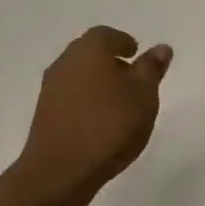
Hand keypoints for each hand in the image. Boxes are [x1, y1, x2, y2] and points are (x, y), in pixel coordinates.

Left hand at [12, 26, 172, 205]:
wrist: (60, 170)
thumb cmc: (109, 125)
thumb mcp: (143, 96)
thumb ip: (151, 69)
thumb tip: (161, 48)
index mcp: (89, 49)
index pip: (107, 35)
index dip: (123, 43)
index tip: (136, 54)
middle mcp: (65, 61)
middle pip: (90, 52)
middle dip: (110, 61)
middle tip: (131, 77)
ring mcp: (50, 87)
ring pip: (78, 75)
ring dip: (96, 82)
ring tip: (118, 103)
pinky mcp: (44, 113)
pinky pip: (69, 97)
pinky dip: (85, 101)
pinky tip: (98, 121)